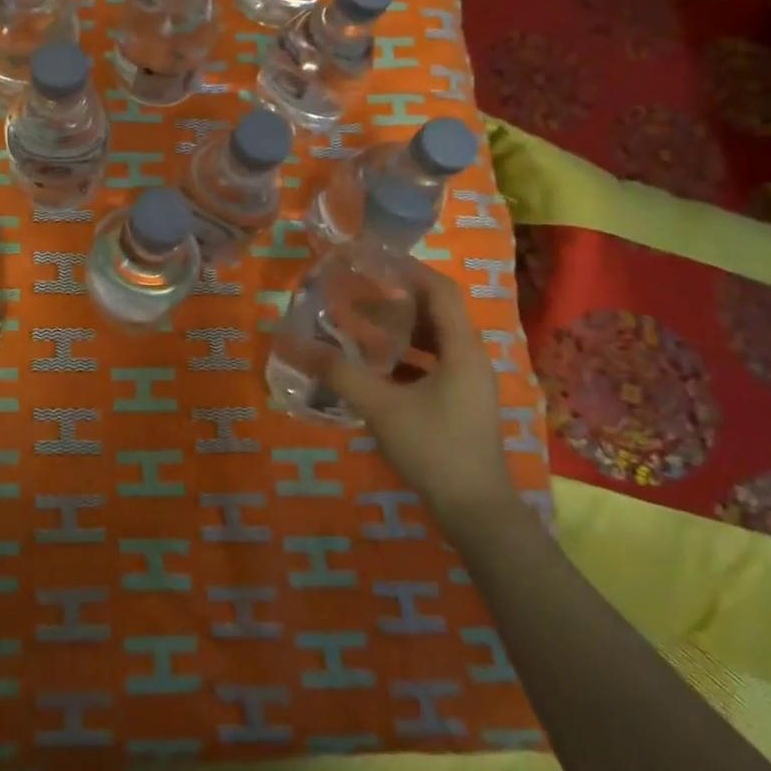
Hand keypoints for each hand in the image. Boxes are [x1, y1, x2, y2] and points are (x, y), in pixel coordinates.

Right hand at [328, 265, 516, 526]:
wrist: (475, 510)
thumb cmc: (434, 449)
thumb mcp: (381, 407)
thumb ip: (339, 373)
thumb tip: (295, 345)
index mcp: (462, 349)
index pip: (440, 290)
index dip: (409, 269)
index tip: (373, 260)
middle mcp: (470, 358)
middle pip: (437, 311)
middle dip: (398, 297)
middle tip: (358, 288)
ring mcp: (467, 382)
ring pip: (434, 339)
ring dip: (401, 327)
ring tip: (362, 320)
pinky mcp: (459, 402)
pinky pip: (432, 363)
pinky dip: (405, 355)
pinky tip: (374, 364)